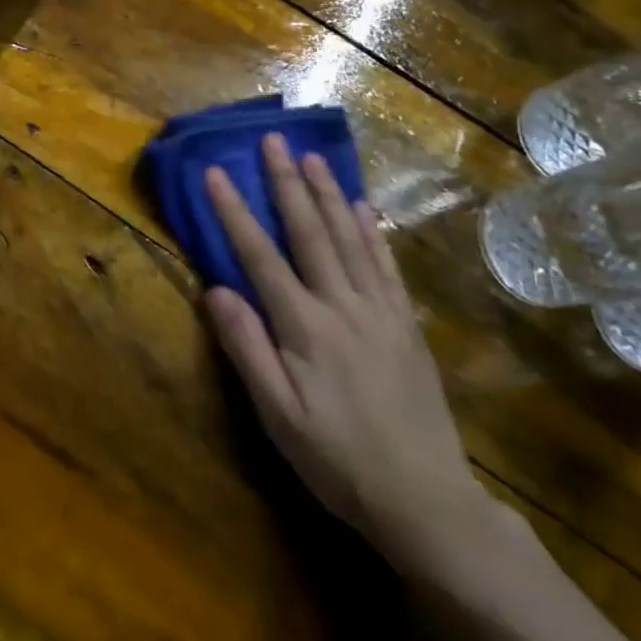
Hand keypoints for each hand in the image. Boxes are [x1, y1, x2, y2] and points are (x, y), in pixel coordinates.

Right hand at [203, 134, 488, 567]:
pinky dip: (371, 231)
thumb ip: (247, 348)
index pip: (259, 256)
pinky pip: (386, 265)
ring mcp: (380, 311)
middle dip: (286, 183)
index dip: (234, 212)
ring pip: (350, 238)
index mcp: (304, 327)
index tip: (215, 172)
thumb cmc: (337, 459)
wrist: (425, 500)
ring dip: (328, 194)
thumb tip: (216, 290)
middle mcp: (342, 305)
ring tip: (313, 157)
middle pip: (309, 232)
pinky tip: (362, 208)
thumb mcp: (277, 415)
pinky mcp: (406, 324)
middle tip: (273, 140)